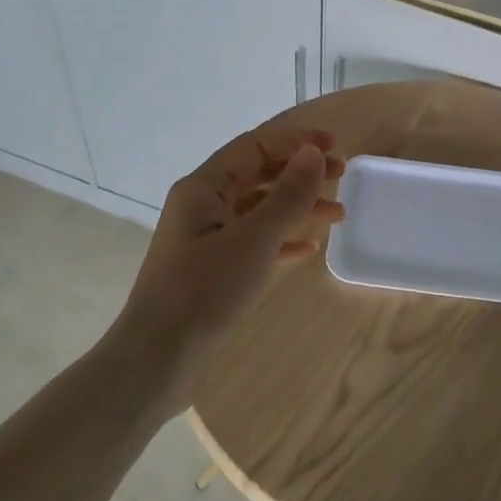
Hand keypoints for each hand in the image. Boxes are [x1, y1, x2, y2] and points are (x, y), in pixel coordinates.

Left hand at [115, 126, 345, 409]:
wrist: (158, 359)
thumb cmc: (205, 291)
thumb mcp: (253, 240)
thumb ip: (287, 195)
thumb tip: (313, 153)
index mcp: (203, 188)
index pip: (254, 147)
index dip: (295, 141)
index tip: (335, 146)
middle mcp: (202, 206)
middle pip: (258, 175)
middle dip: (300, 173)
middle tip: (341, 178)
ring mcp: (206, 239)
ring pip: (259, 210)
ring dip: (297, 208)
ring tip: (337, 217)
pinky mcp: (212, 270)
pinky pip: (254, 242)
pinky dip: (282, 240)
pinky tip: (308, 250)